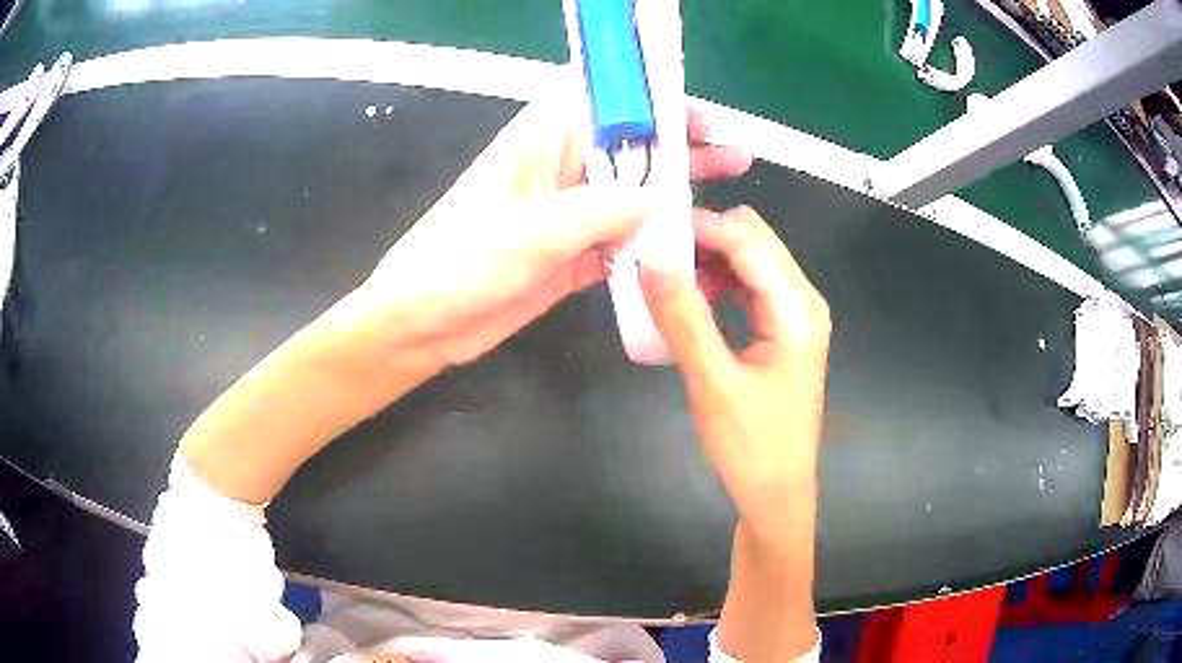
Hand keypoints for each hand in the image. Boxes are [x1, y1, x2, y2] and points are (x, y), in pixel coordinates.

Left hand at [356, 100, 751, 367]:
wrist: (425, 323)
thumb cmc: (461, 262)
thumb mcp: (532, 230)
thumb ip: (598, 210)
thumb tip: (650, 202)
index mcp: (542, 141)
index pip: (603, 101)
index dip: (649, 100)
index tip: (694, 114)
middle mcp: (560, 169)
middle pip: (630, 148)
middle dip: (680, 147)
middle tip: (731, 154)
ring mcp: (568, 214)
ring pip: (633, 194)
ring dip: (676, 195)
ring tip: (727, 193)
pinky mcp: (573, 253)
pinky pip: (623, 241)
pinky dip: (654, 244)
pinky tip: (691, 247)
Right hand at [641, 206, 830, 547]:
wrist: (776, 495)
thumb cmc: (752, 448)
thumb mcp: (714, 385)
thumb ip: (684, 319)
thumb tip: (650, 261)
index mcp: (797, 309)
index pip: (749, 242)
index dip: (700, 226)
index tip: (648, 226)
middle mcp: (801, 301)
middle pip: (753, 242)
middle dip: (703, 237)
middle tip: (650, 250)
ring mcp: (792, 316)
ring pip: (748, 261)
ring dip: (706, 259)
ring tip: (660, 273)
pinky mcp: (779, 332)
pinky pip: (746, 288)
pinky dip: (715, 283)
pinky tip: (687, 300)